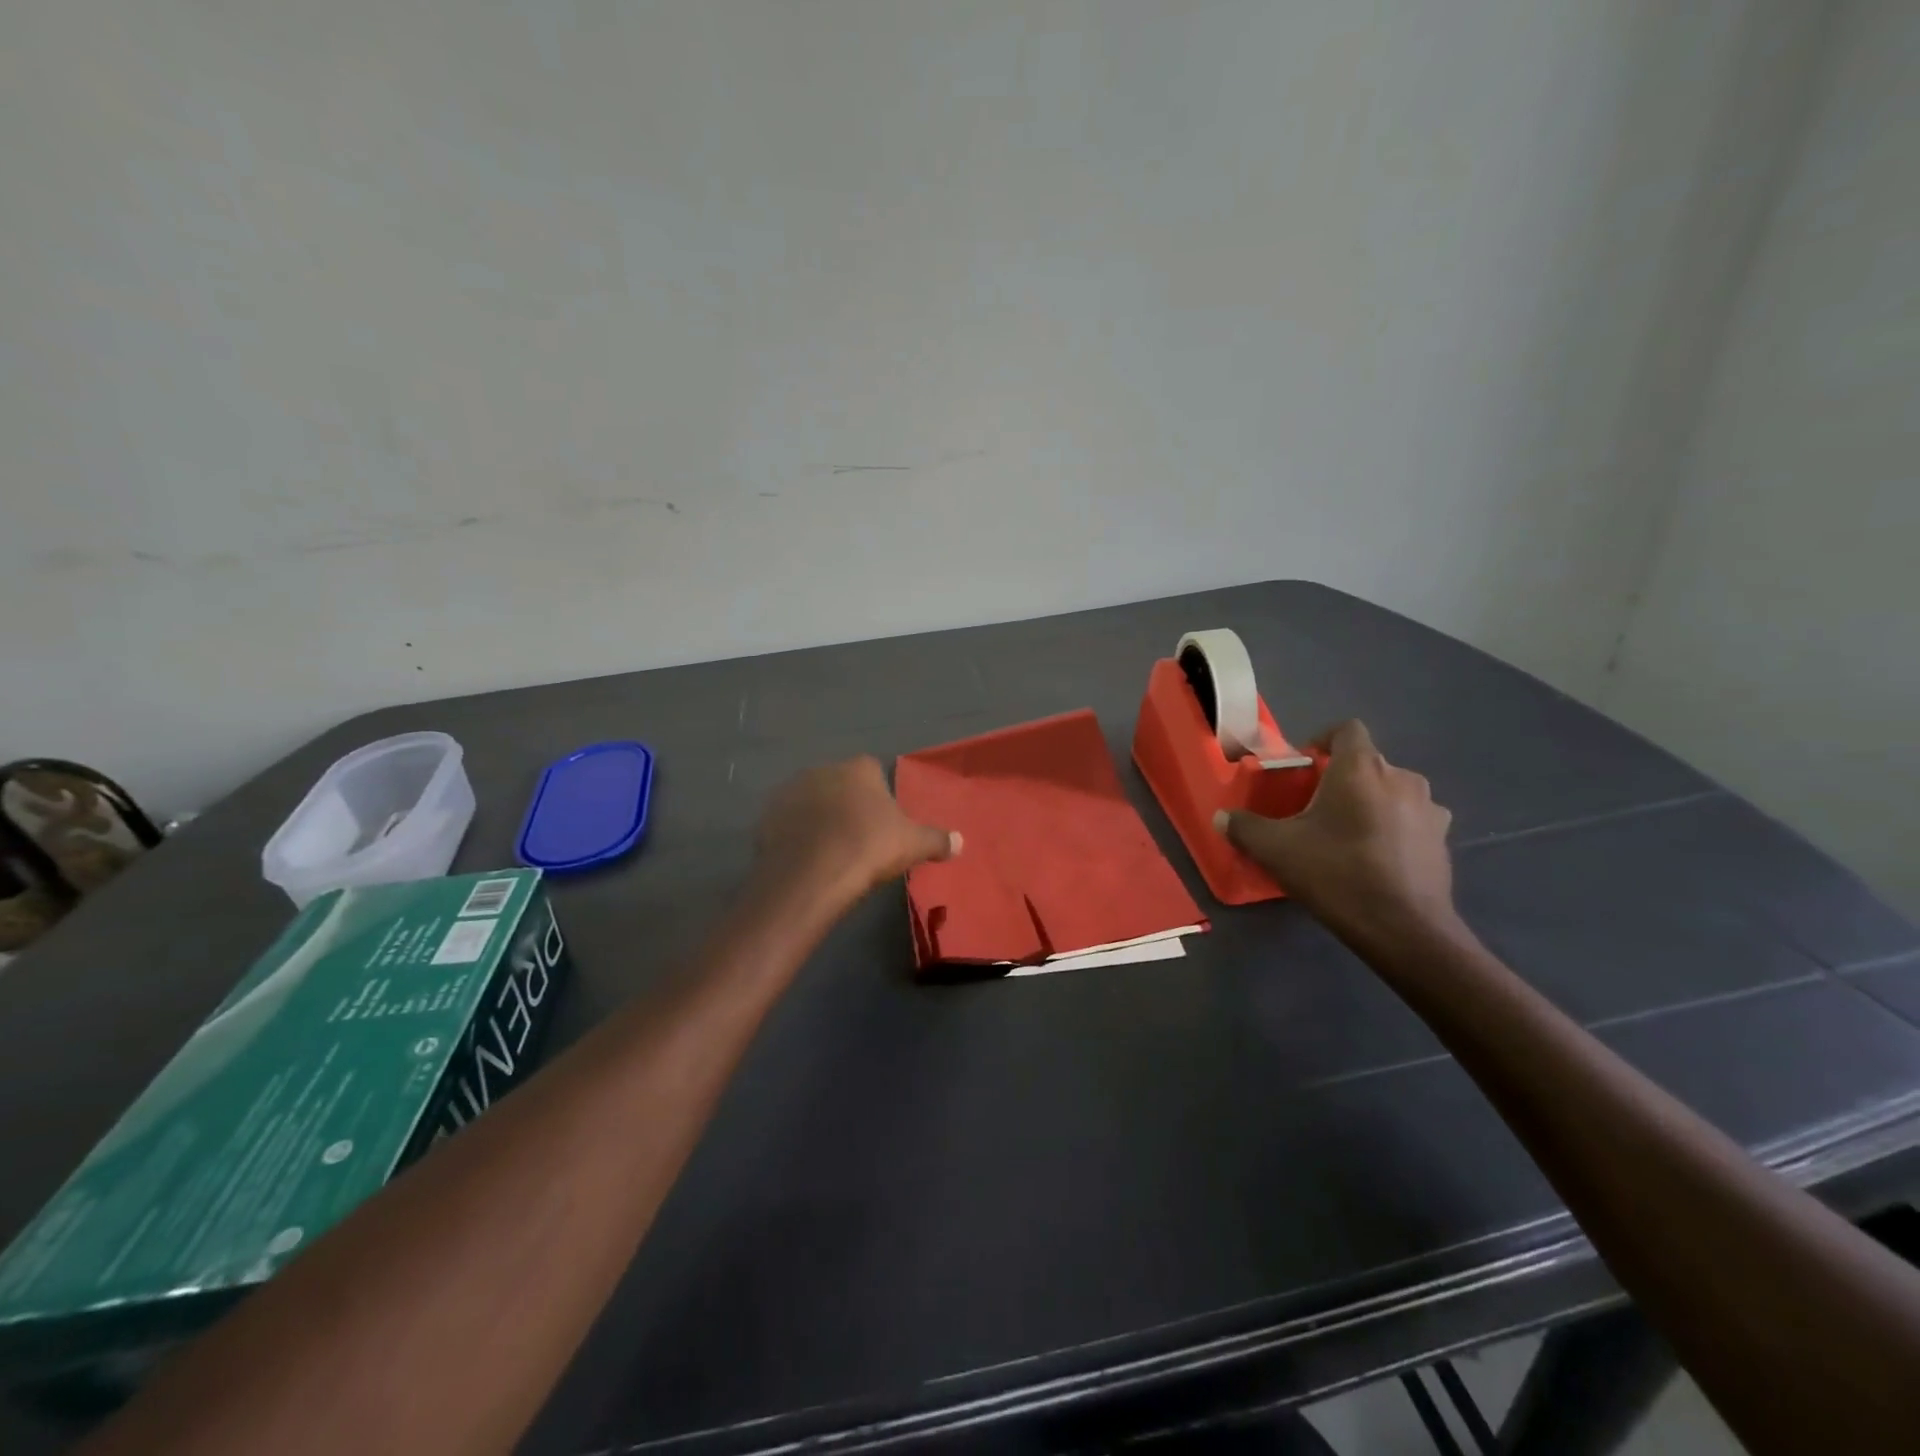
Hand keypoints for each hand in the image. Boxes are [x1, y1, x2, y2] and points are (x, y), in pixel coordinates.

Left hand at [755, 757, 958, 901]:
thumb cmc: (868, 848)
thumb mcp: (912, 845)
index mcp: (858, 769)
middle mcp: (822, 771)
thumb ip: (937, 840)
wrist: (810, 873)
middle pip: (839, 783)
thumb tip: (961, 841)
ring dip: (818, 818)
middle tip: (858, 836)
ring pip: (810, 802)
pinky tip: (806, 859)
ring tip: (830, 850)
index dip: (878, 792)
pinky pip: (787, 823)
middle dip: (847, 803)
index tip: (883, 818)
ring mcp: (790, 792)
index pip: (872, 770)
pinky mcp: (767, 817)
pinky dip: (795, 836)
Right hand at [1215, 720, 1455, 941]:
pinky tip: (1376, 857)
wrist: (1404, 929)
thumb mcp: (1276, 850)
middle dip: (1342, 778)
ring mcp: (1429, 809)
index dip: (1324, 740)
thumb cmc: (1336, 874)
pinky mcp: (1443, 840)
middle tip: (1316, 808)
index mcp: (1361, 769)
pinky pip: (1411, 819)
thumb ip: (1244, 827)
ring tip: (1348, 833)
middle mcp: (1402, 778)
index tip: (1305, 765)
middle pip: (1368, 763)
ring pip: (1392, 791)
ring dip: (1370, 802)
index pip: (1347, 729)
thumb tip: (1221, 818)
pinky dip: (1393, 827)